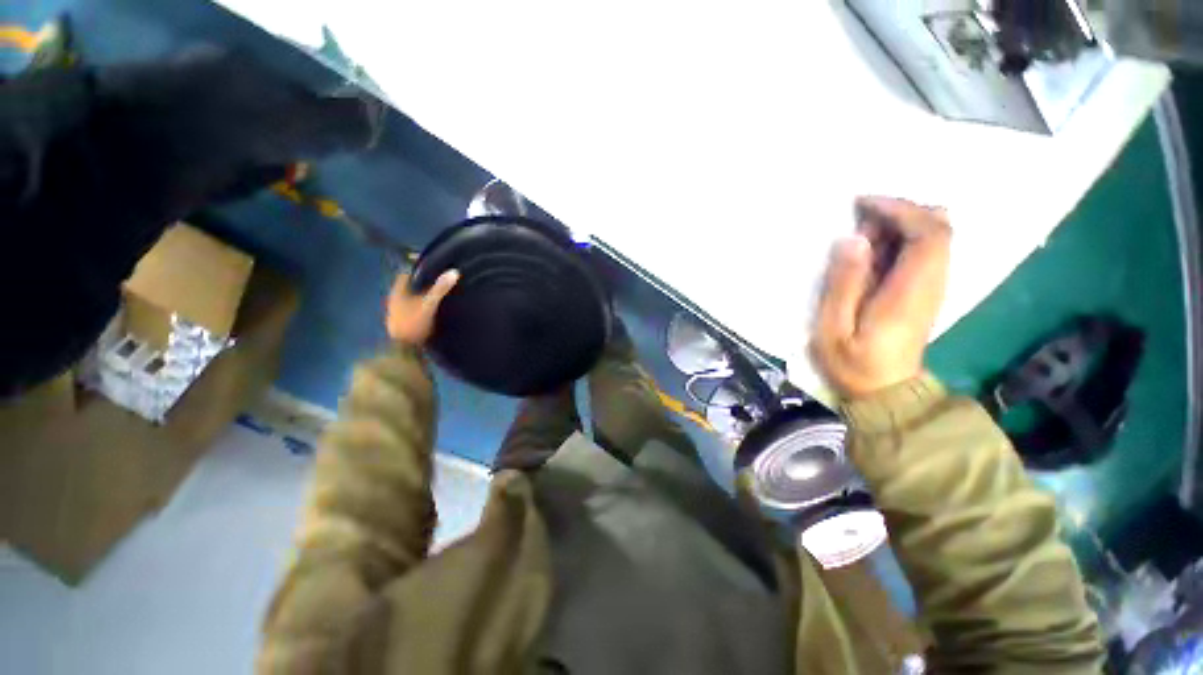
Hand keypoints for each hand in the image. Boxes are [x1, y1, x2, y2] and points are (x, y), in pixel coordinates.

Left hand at [386, 270, 459, 346]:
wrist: (404, 351)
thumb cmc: (413, 324)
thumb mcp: (428, 304)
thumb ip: (440, 289)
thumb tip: (454, 271)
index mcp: (397, 292)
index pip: (406, 273)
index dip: (418, 268)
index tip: (432, 265)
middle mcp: (396, 300)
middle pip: (409, 286)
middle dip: (423, 282)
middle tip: (440, 279)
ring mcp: (399, 313)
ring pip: (412, 298)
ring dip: (424, 295)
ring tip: (441, 293)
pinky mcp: (405, 323)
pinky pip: (415, 309)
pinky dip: (424, 306)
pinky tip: (436, 309)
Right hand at [811, 196, 950, 398]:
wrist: (885, 393)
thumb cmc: (852, 365)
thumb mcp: (833, 328)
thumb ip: (843, 284)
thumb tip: (853, 239)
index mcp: (909, 291)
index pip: (927, 233)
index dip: (899, 208)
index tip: (862, 203)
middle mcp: (931, 283)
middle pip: (938, 228)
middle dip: (902, 210)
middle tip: (861, 214)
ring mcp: (932, 288)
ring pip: (935, 237)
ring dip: (902, 223)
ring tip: (862, 231)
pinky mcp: (925, 293)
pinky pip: (926, 252)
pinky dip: (903, 239)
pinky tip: (873, 249)